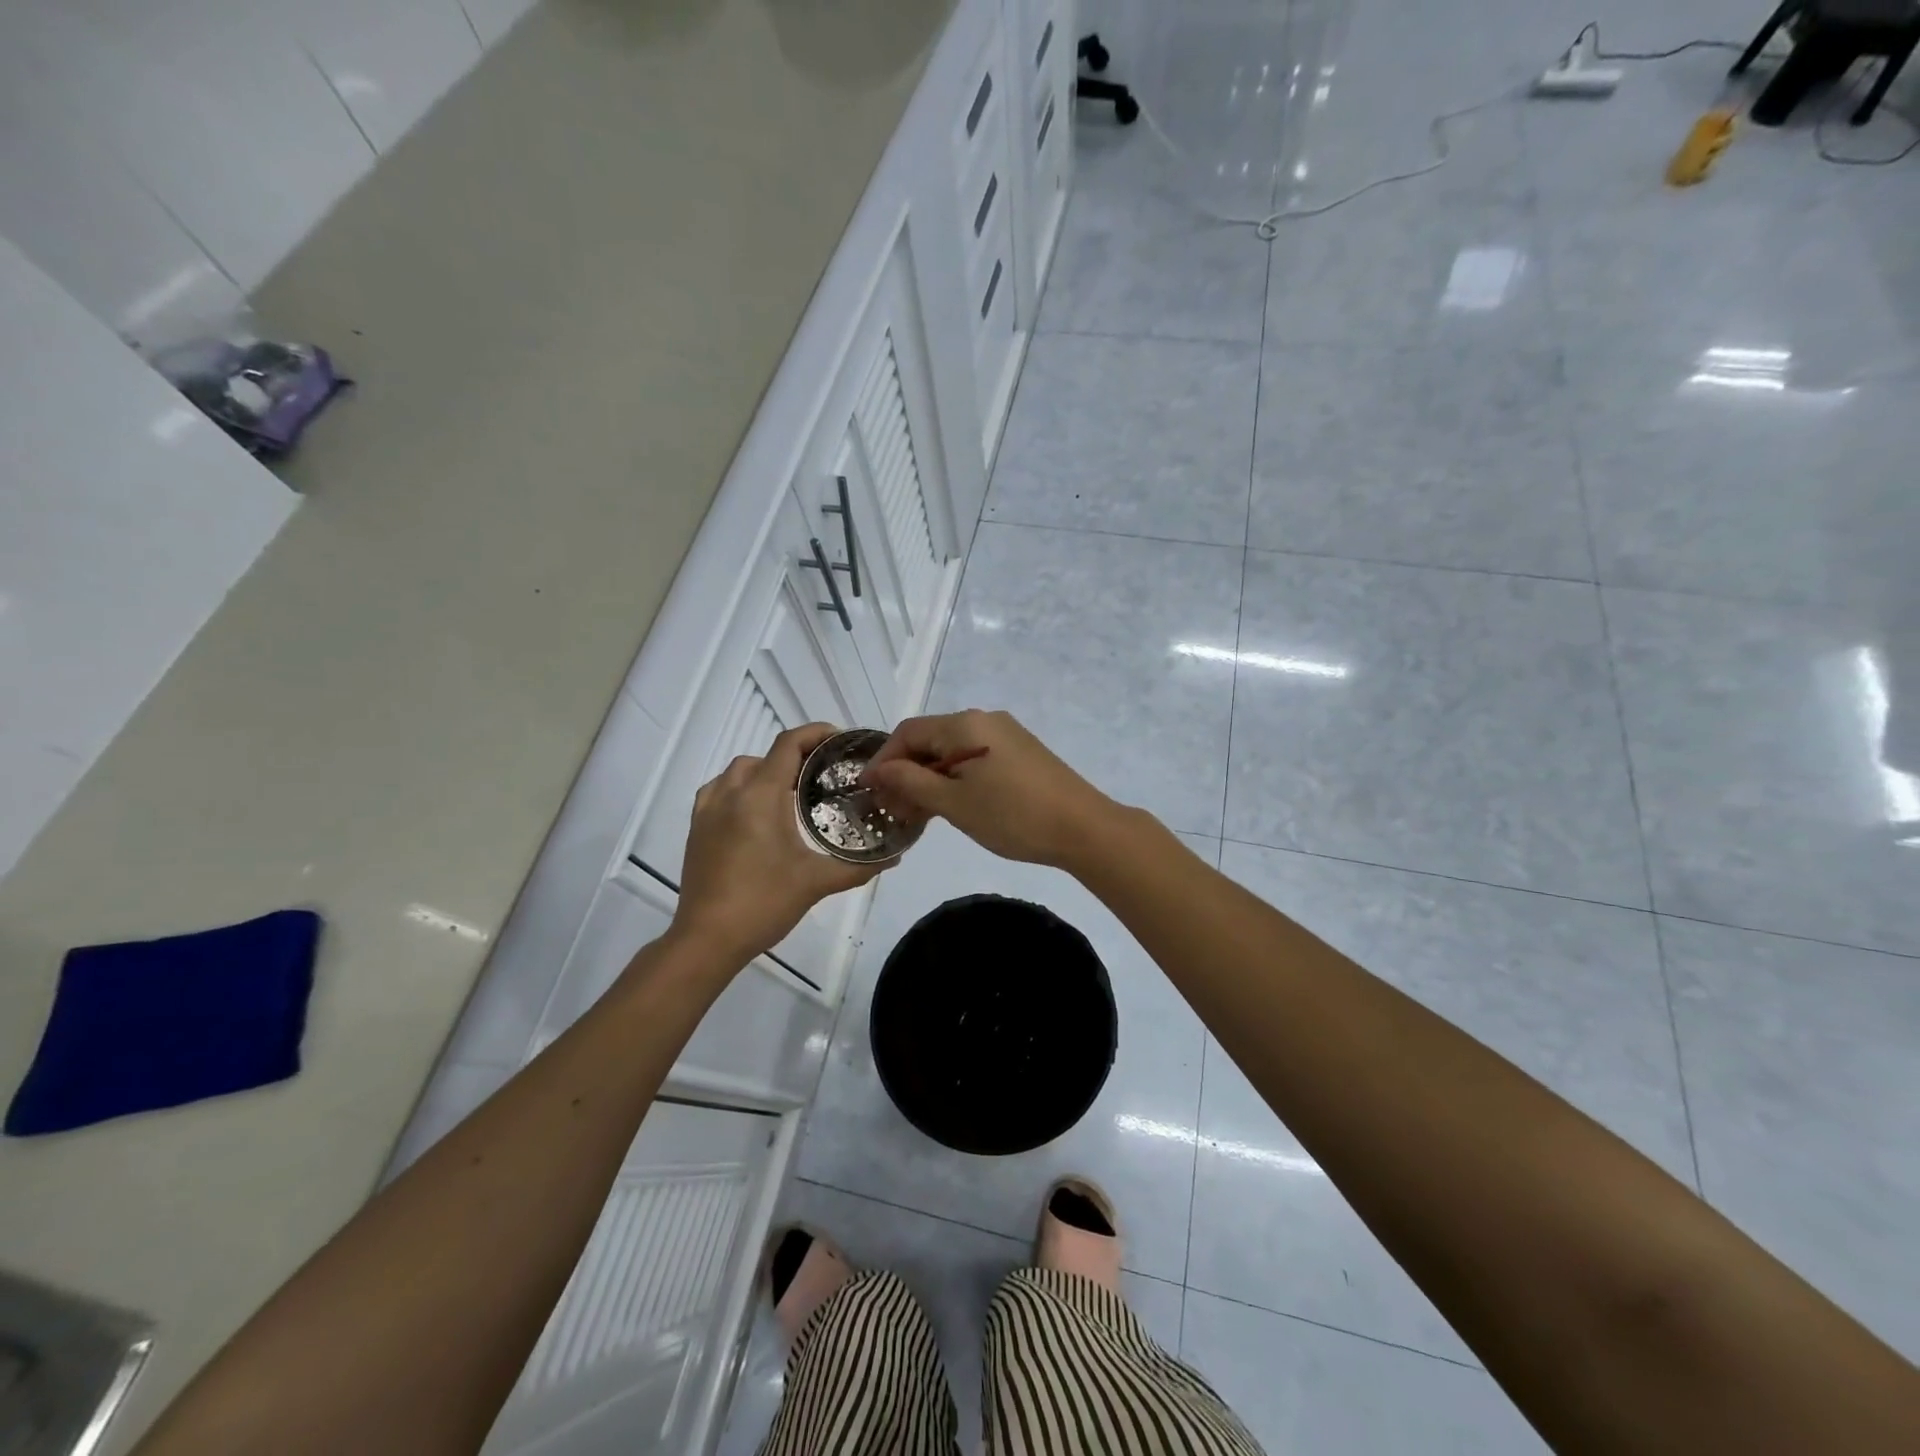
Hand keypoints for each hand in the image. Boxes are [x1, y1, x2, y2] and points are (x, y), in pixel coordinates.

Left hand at [672, 724, 881, 963]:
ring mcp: (708, 810)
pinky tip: (755, 813)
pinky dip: (740, 788)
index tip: (840, 740)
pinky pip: (719, 790)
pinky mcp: (696, 828)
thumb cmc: (764, 903)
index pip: (788, 744)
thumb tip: (895, 856)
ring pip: (738, 771)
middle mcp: (731, 793)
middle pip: (765, 755)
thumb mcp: (817, 882)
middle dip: (795, 757)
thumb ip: (859, 867)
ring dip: (766, 771)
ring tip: (790, 794)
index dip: (815, 733)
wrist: (707, 939)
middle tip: (823, 776)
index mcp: (761, 796)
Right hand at [862, 709, 1119, 867]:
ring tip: (917, 815)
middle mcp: (984, 720)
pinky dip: (954, 779)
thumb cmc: (1013, 816)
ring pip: (952, 751)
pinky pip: (974, 759)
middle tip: (892, 810)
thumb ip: (911, 783)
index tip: (867, 792)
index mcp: (965, 724)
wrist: (1083, 828)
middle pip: (930, 740)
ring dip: (929, 779)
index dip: (883, 761)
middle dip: (906, 773)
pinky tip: (950, 807)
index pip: (908, 732)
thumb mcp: (954, 803)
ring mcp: (1005, 735)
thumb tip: (878, 771)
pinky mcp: (1020, 753)